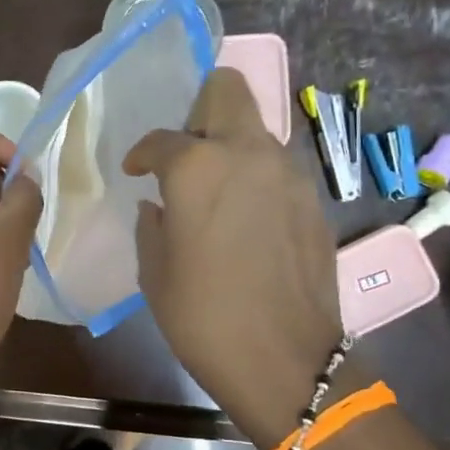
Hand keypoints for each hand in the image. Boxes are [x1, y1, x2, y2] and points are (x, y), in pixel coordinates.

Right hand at [124, 69, 345, 449]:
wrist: (285, 360)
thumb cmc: (204, 318)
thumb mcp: (155, 274)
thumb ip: (152, 227)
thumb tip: (158, 206)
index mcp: (198, 168)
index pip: (161, 139)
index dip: (142, 153)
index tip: (136, 171)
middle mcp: (248, 153)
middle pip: (227, 90)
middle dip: (200, 109)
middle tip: (186, 154)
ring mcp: (289, 173)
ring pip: (257, 130)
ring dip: (232, 147)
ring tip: (215, 192)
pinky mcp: (313, 200)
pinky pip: (278, 168)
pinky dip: (256, 178)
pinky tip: (245, 220)